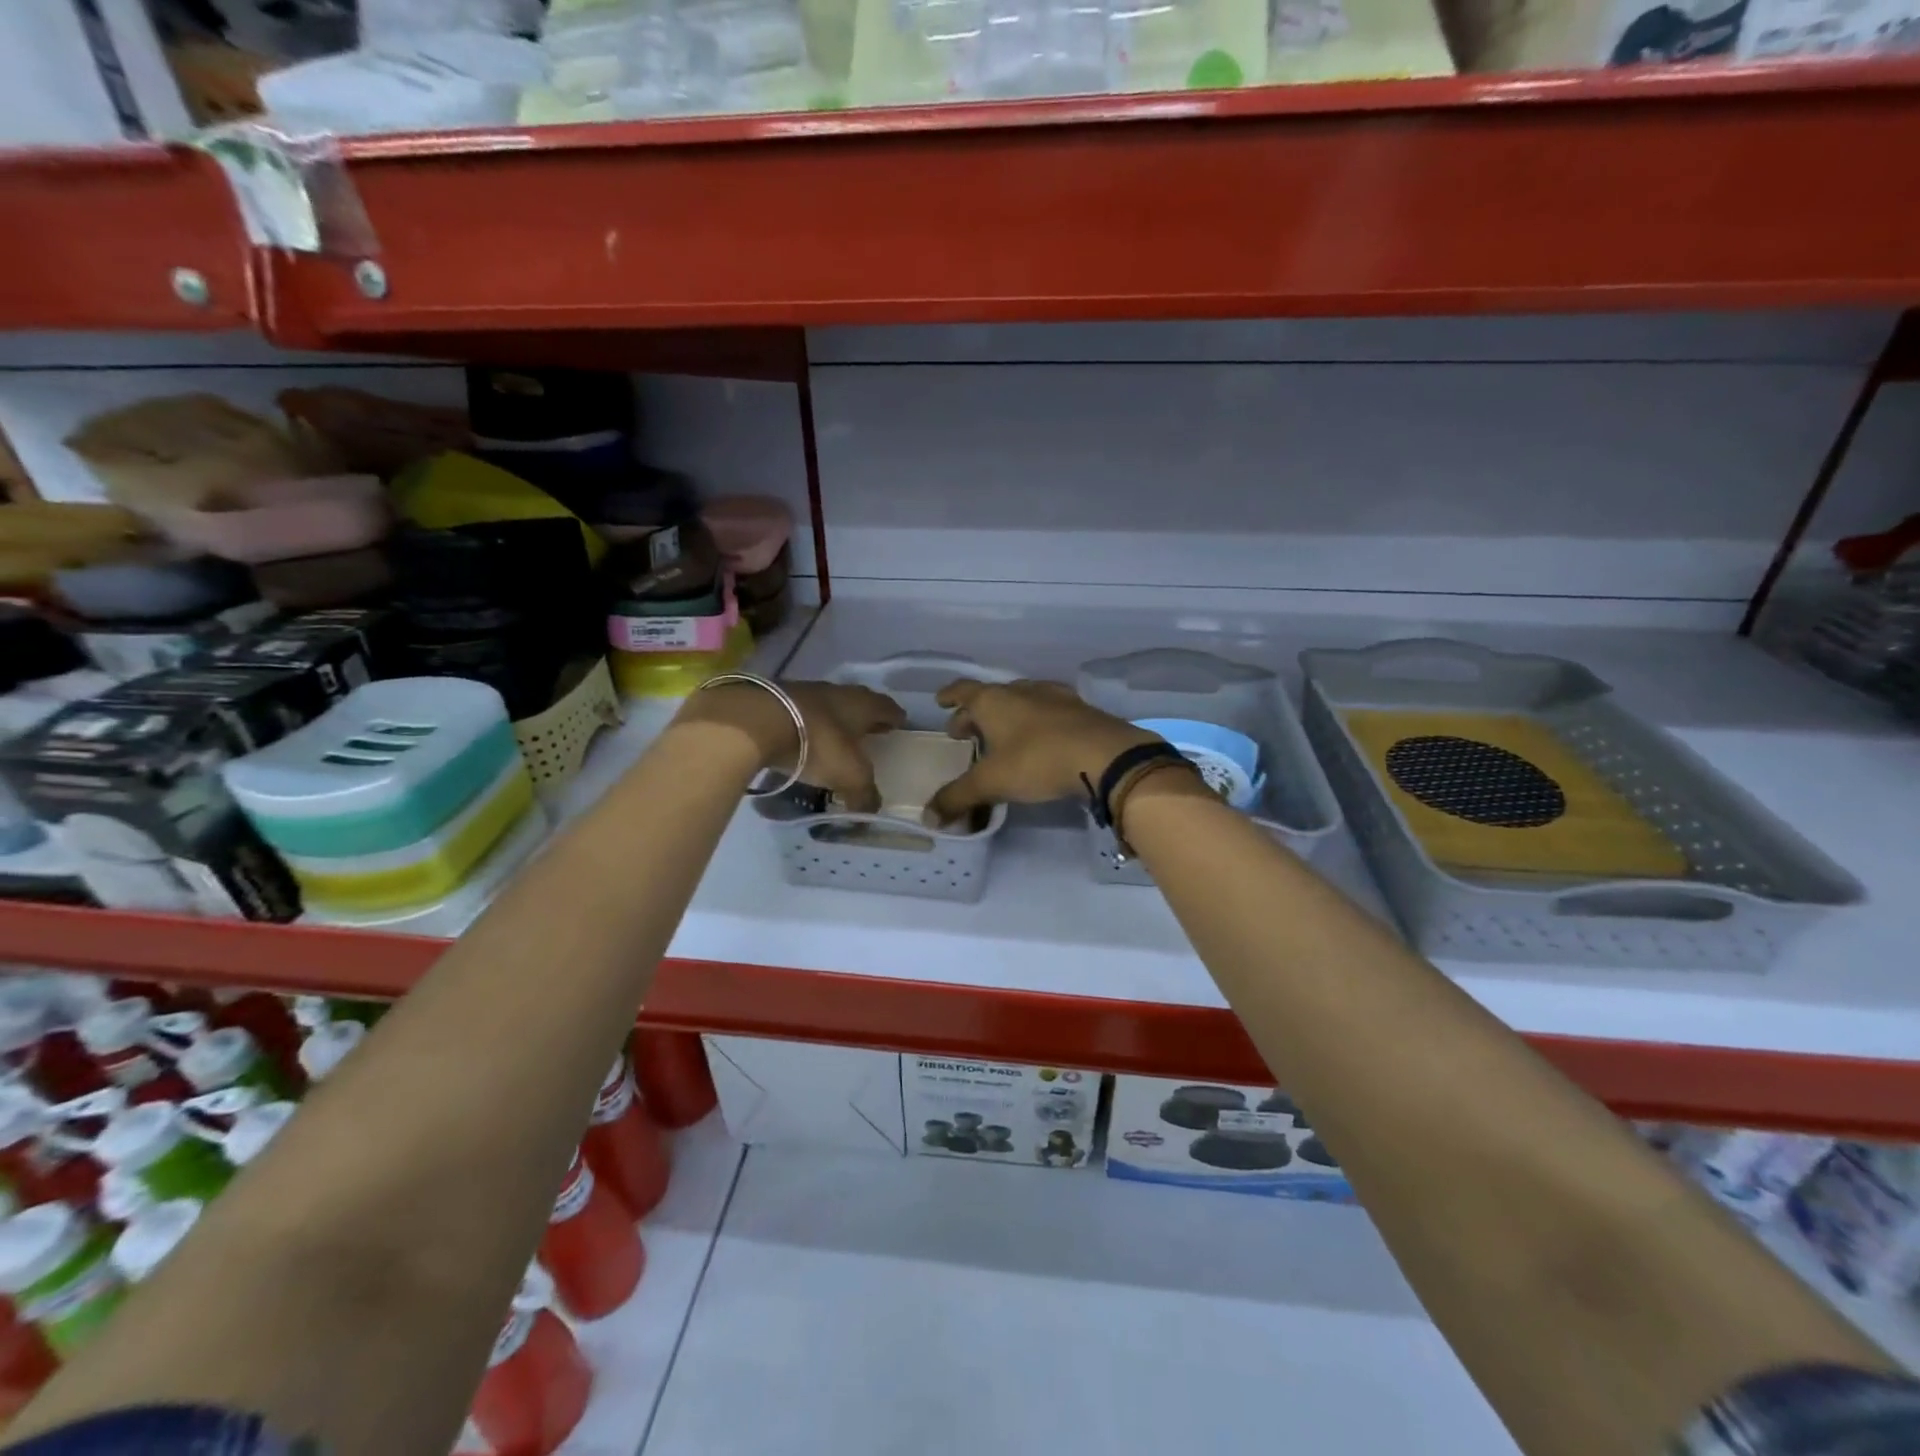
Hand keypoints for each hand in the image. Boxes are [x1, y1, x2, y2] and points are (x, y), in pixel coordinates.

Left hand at [674, 680, 905, 813]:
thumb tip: (871, 812)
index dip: (895, 718)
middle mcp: (838, 692)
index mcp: (863, 704)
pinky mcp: (777, 699)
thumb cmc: (817, 744)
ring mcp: (805, 692)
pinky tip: (804, 739)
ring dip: (835, 719)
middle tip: (872, 732)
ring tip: (837, 738)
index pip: (888, 708)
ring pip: (829, 705)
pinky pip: (802, 712)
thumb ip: (864, 794)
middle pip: (859, 702)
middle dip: (866, 717)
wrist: (757, 721)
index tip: (899, 726)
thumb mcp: (849, 776)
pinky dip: (808, 725)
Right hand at [927, 679, 1159, 821]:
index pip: (963, 691)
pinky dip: (1035, 721)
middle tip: (965, 732)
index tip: (940, 701)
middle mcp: (1022, 690)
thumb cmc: (1037, 760)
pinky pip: (1048, 711)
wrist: (1105, 755)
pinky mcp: (1080, 710)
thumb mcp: (991, 782)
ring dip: (1007, 716)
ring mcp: (1054, 697)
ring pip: (1021, 700)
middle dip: (975, 714)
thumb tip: (928, 816)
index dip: (950, 696)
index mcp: (994, 700)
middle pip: (991, 697)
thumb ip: (958, 798)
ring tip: (1002, 735)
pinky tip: (1040, 736)